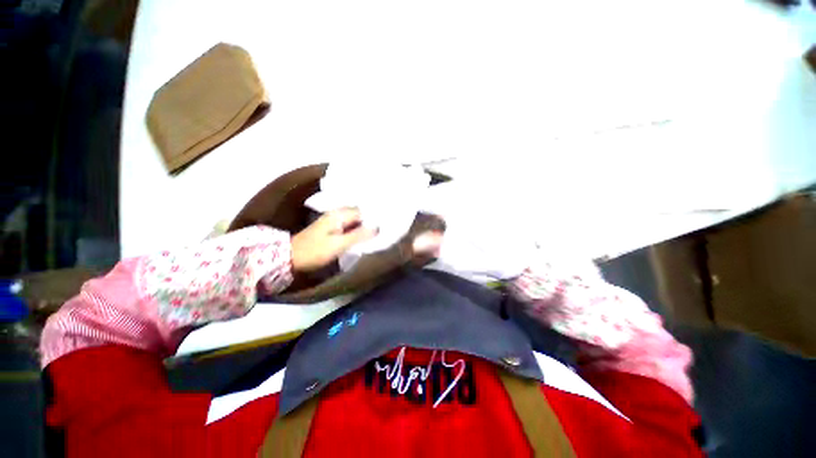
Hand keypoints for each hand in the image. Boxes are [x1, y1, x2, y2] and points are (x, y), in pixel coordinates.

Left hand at [291, 208, 377, 271]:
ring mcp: (333, 219)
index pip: (363, 212)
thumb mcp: (338, 245)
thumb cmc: (315, 251)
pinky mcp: (331, 227)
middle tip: (382, 229)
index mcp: (339, 215)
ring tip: (375, 232)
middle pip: (359, 214)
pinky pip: (349, 224)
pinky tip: (362, 235)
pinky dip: (356, 228)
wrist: (290, 257)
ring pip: (354, 219)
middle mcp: (337, 213)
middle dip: (370, 220)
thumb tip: (377, 227)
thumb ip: (358, 235)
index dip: (374, 218)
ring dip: (363, 225)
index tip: (385, 225)